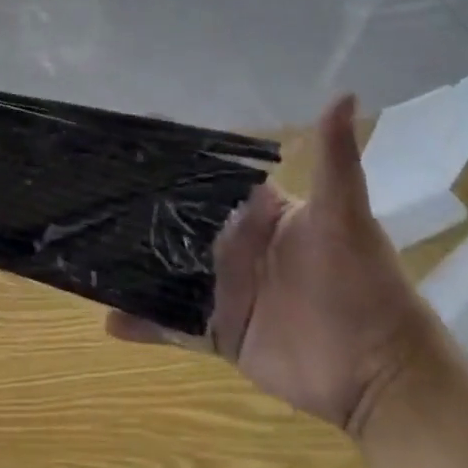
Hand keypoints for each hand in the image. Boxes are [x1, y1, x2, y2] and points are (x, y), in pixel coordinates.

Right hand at [106, 95, 442, 435]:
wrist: (381, 375)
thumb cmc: (361, 284)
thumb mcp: (344, 215)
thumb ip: (334, 158)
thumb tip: (346, 92)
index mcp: (256, 212)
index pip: (206, 177)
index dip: (171, 158)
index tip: (126, 137)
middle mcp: (232, 245)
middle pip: (176, 223)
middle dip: (139, 208)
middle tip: (88, 188)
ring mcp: (223, 289)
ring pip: (167, 270)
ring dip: (133, 262)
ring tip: (86, 247)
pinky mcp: (219, 331)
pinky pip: (173, 325)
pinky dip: (144, 323)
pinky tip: (108, 317)